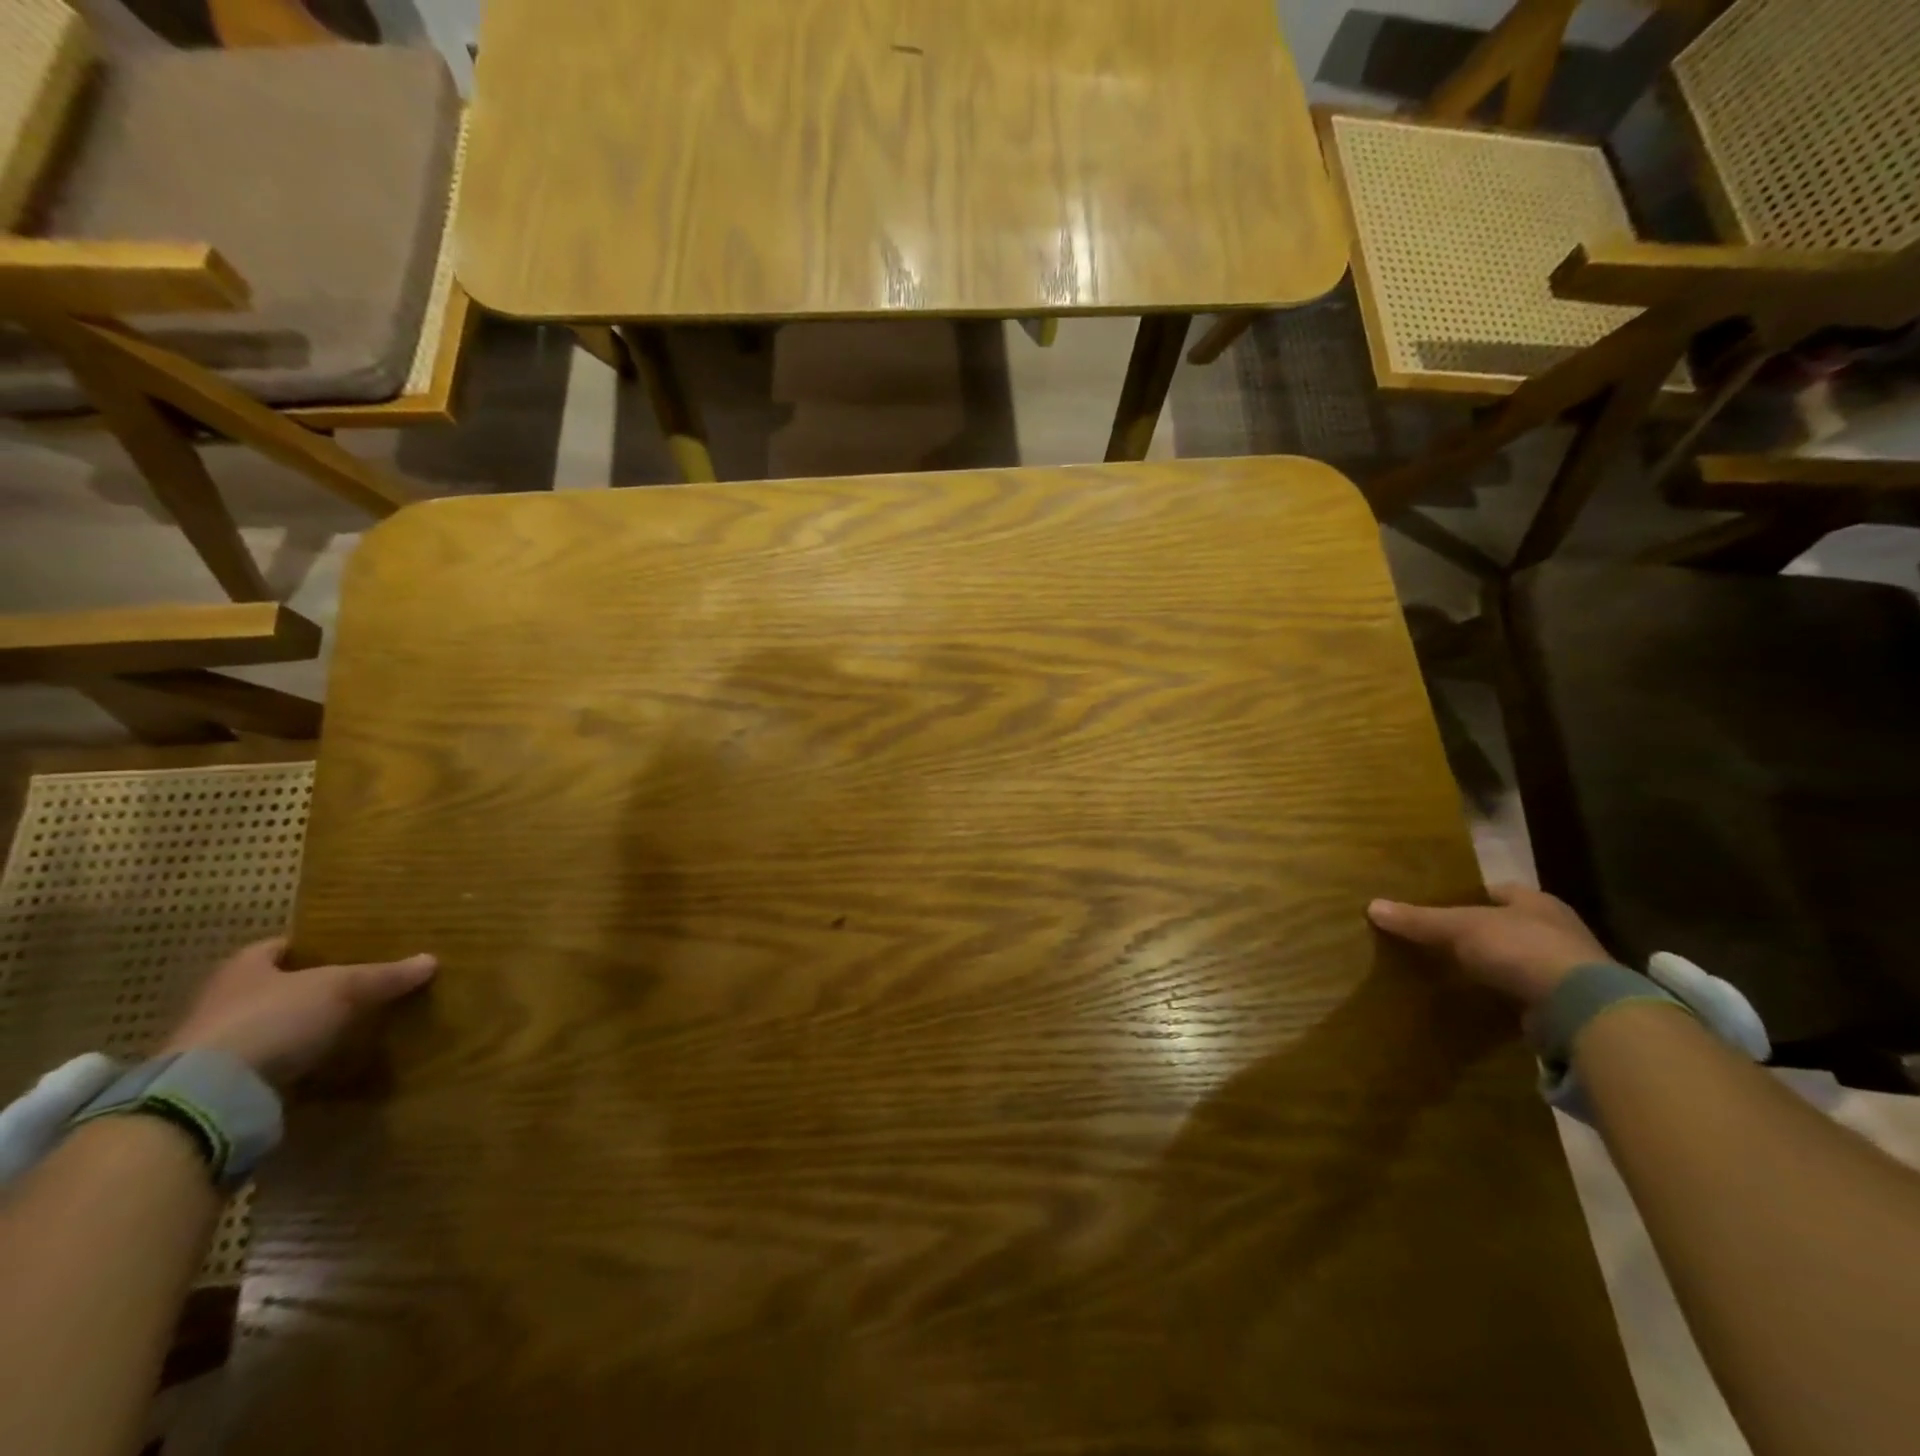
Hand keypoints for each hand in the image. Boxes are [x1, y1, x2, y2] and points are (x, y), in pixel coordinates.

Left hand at [161, 937, 436, 1084]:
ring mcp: (214, 1047)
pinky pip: (264, 1067)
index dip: (306, 946)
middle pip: (269, 988)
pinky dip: (289, 1065)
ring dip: (295, 1030)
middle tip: (350, 988)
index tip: (340, 949)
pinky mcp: (218, 1086)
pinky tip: (320, 1067)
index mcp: (243, 969)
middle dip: (305, 989)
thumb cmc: (273, 1019)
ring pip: (266, 1028)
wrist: (209, 1096)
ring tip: (342, 1029)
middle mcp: (221, 1002)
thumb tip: (430, 959)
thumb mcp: (342, 989)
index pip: (275, 947)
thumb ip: (384, 976)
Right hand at [1367, 883, 1611, 1007]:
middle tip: (1443, 939)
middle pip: (1509, 925)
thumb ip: (1418, 919)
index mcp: (1537, 902)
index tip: (1440, 906)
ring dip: (1496, 966)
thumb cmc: (1520, 948)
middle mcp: (1558, 930)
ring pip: (1520, 959)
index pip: (1498, 891)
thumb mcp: (1458, 928)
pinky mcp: (1570, 1004)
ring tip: (1457, 971)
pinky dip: (1507, 996)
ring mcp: (1568, 969)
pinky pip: (1528, 993)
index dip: (1469, 896)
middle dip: (1481, 932)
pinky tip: (1482, 1001)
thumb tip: (1371, 905)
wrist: (1580, 1007)